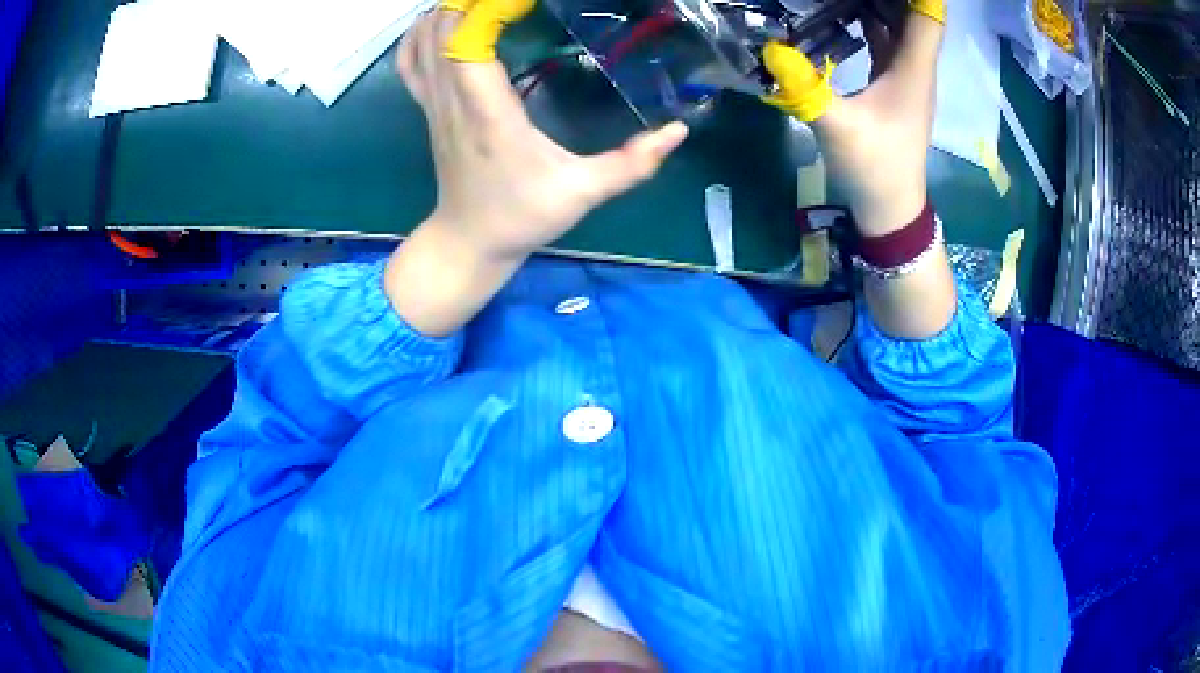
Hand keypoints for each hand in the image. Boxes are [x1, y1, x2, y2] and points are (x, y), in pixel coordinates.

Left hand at [384, 0, 687, 336]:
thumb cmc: (522, 217)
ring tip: (482, 1)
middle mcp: (453, 101)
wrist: (469, 242)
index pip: (469, 42)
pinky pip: (411, 63)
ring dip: (447, 11)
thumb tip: (679, 131)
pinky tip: (440, 20)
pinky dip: (420, 35)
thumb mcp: (584, 193)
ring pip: (422, 42)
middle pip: (443, 30)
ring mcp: (434, 104)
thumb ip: (633, 164)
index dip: (489, 8)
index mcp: (488, 114)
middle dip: (471, 1)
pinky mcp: (428, 109)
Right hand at [763, 1, 944, 235]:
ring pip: (901, 30)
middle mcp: (916, 69)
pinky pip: (889, 46)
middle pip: (913, 17)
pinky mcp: (894, 89)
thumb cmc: (874, 167)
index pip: (926, 16)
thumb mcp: (837, 127)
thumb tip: (771, 49)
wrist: (889, 209)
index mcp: (913, 70)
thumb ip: (805, 87)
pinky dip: (873, 26)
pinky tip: (848, 15)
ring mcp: (906, 80)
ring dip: (882, 7)